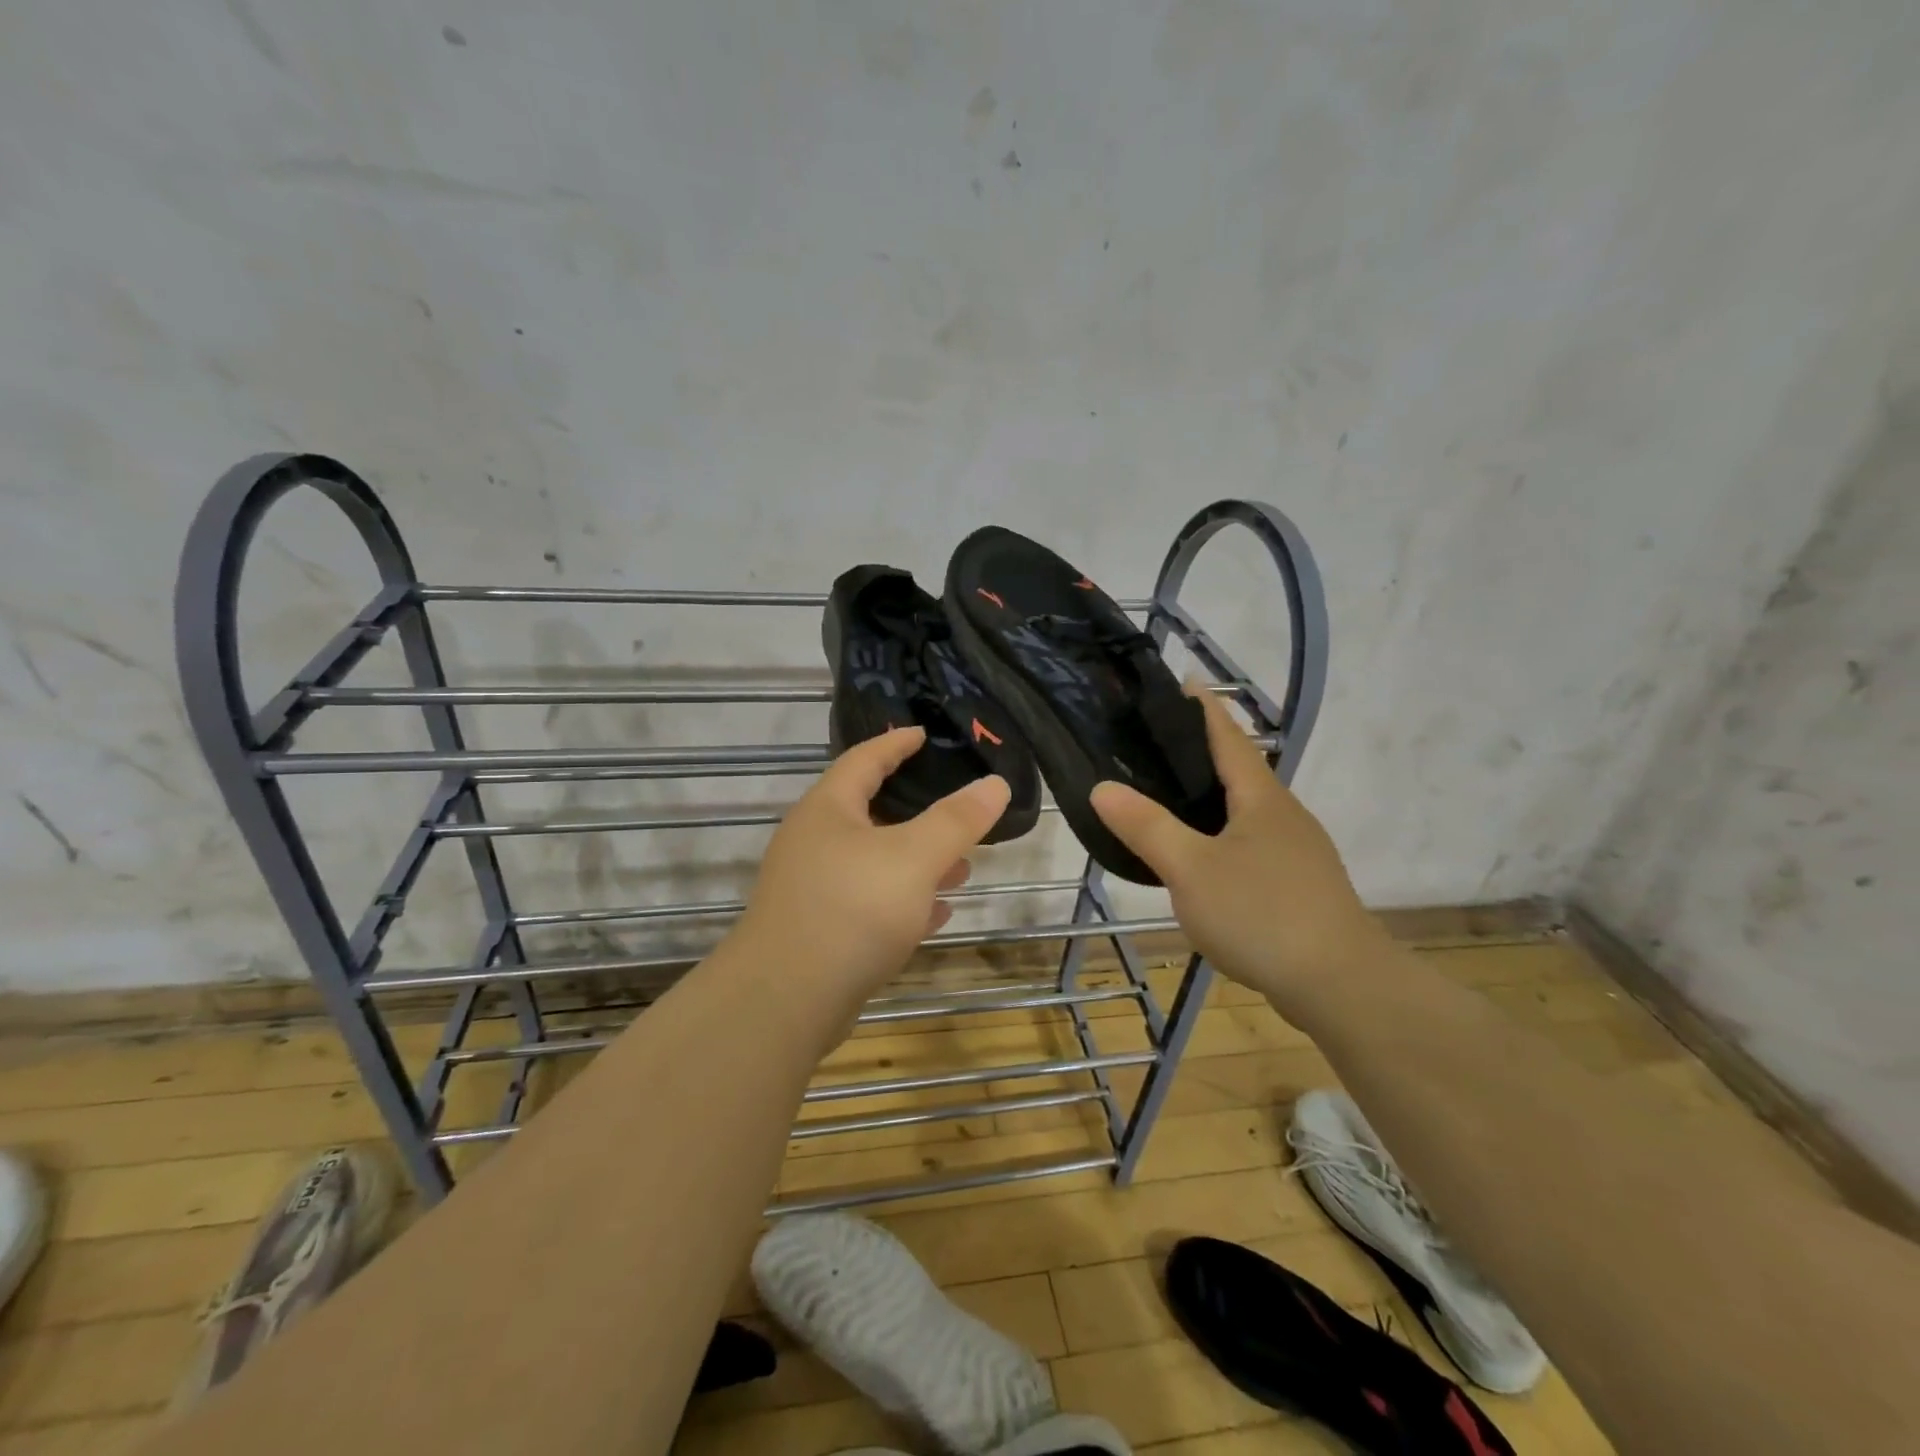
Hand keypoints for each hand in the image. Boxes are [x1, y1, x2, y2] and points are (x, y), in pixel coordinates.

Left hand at [732, 727, 1010, 1021]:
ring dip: (916, 862)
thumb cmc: (853, 909)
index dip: (895, 744)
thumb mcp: (915, 857)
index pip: (864, 759)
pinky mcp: (819, 930)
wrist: (785, 1000)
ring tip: (961, 868)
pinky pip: (868, 903)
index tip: (922, 733)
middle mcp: (814, 842)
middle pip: (869, 812)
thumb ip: (957, 820)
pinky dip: (902, 901)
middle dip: (916, 812)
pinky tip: (934, 914)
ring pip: (873, 862)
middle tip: (955, 809)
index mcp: (829, 809)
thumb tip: (995, 783)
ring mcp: (812, 889)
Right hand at [1090, 689, 1389, 1011]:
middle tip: (1153, 743)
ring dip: (1212, 796)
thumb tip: (1103, 786)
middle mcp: (1283, 814)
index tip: (1182, 681)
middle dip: (1201, 751)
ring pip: (1246, 809)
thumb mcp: (1191, 869)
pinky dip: (1222, 833)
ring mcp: (1297, 851)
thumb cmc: (1262, 914)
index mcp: (1260, 798)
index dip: (1203, 708)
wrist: (1342, 985)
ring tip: (1169, 797)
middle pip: (1239, 769)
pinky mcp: (1299, 884)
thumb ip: (1146, 827)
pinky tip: (1202, 857)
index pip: (1227, 736)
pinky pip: (1252, 842)